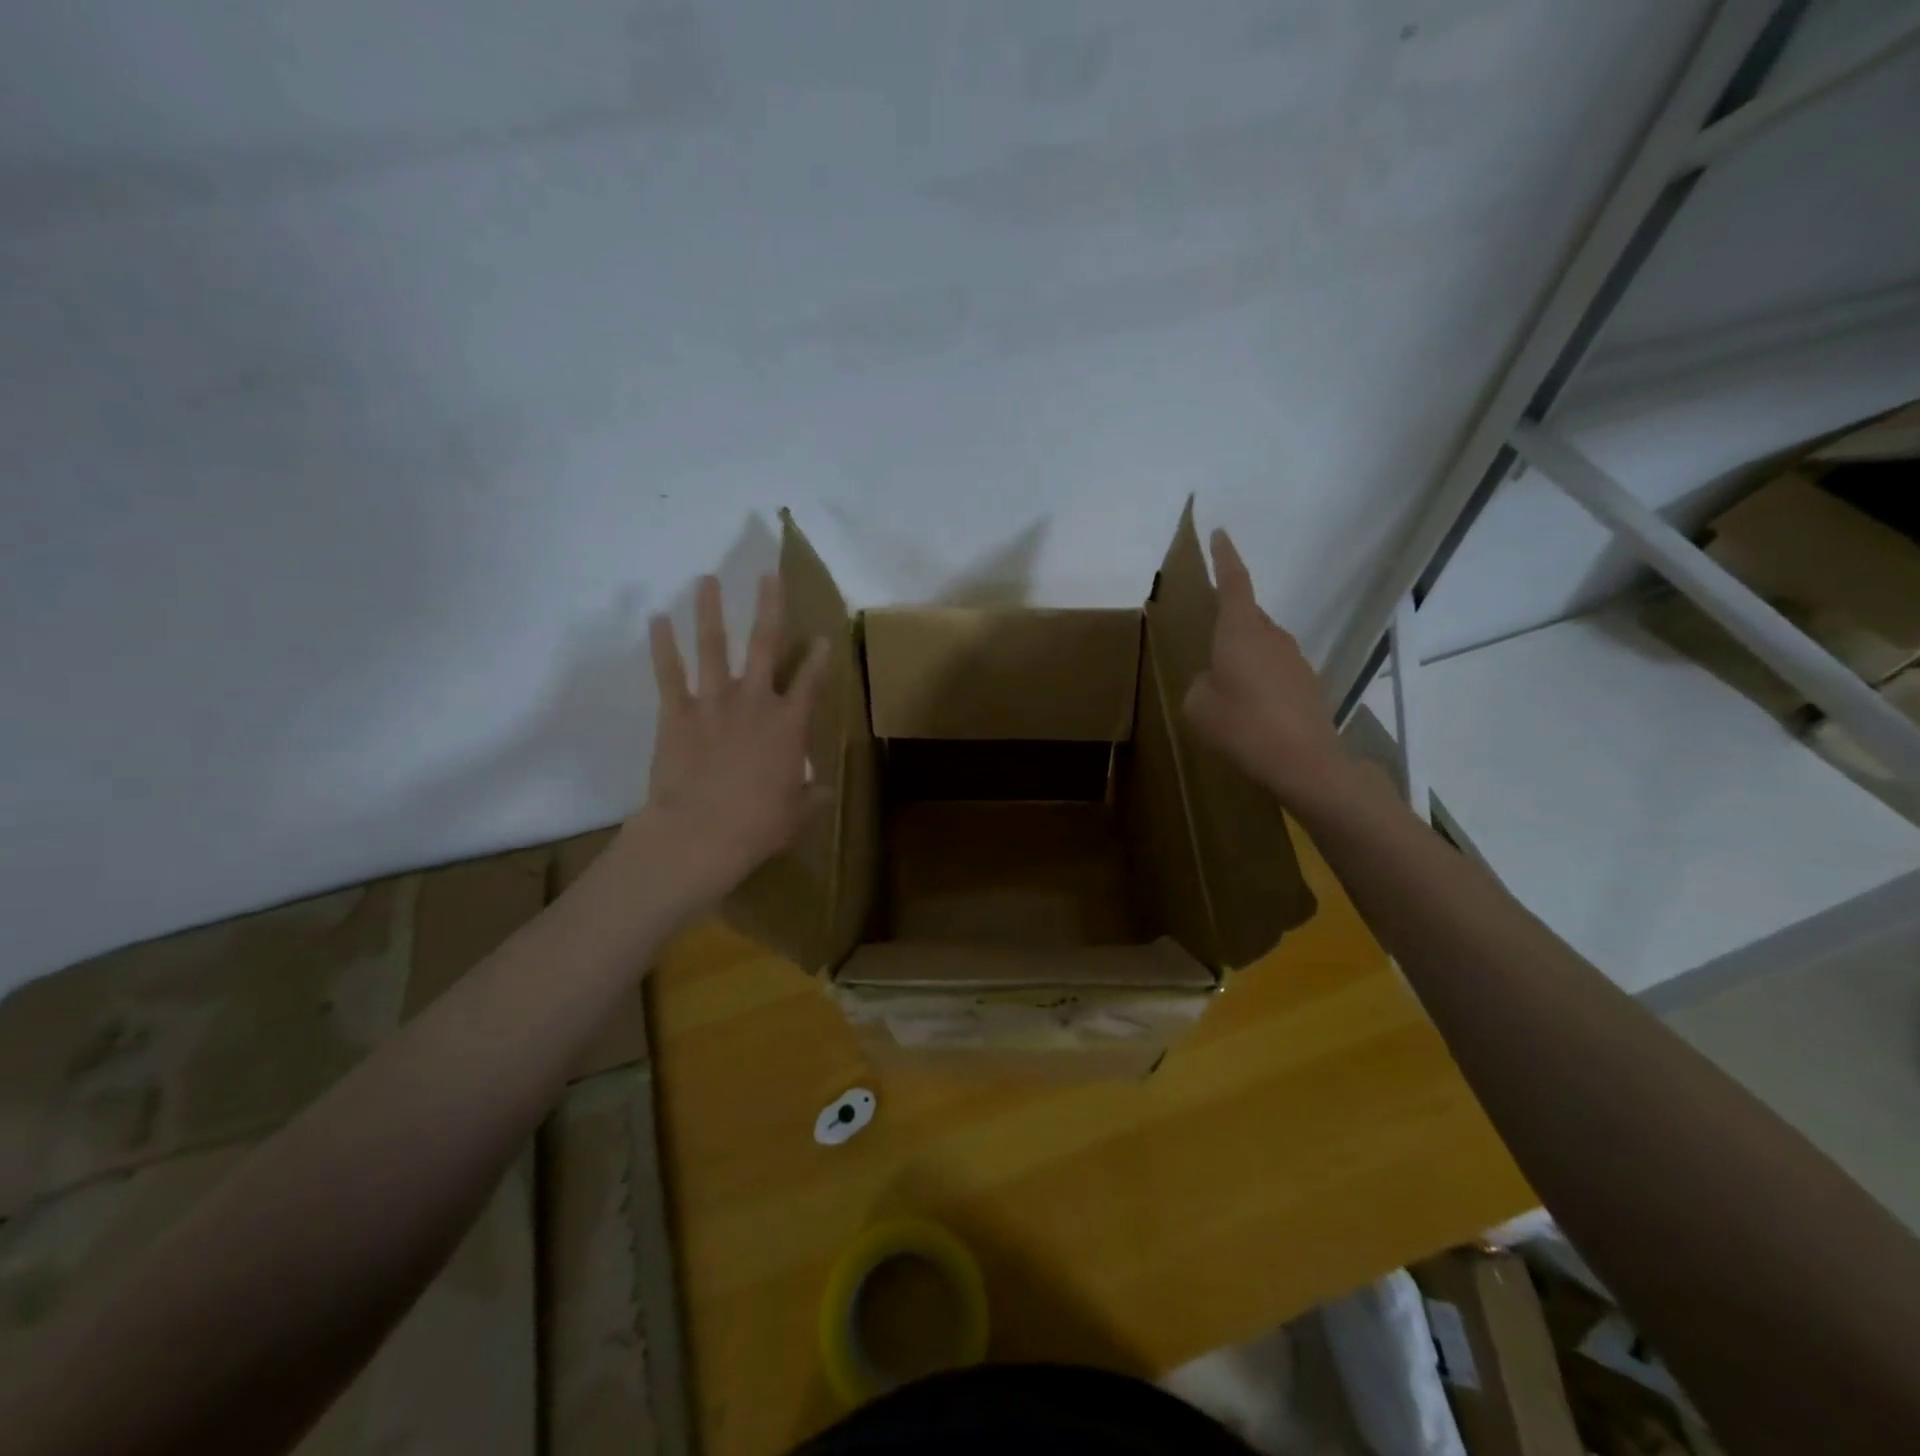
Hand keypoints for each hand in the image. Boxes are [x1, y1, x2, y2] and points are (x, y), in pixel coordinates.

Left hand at [629, 573, 829, 910]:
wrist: (700, 834)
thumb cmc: (757, 826)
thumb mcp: (796, 813)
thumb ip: (812, 796)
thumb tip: (824, 791)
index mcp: (789, 724)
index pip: (810, 681)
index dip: (819, 658)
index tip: (823, 638)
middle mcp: (754, 701)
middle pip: (764, 644)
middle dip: (769, 607)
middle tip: (768, 576)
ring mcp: (713, 702)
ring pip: (713, 646)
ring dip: (710, 610)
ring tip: (707, 579)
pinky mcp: (677, 713)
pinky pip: (668, 673)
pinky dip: (662, 646)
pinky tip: (656, 619)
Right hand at [1182, 528, 1350, 809]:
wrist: (1304, 763)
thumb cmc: (1242, 726)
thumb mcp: (1198, 707)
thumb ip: (1201, 685)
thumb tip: (1215, 681)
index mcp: (1241, 632)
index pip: (1234, 583)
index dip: (1226, 557)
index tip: (1221, 534)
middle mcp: (1272, 637)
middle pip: (1249, 617)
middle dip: (1230, 624)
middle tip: (1210, 644)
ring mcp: (1295, 660)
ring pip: (1262, 646)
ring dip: (1244, 658)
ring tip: (1227, 690)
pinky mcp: (1308, 685)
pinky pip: (1275, 671)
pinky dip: (1260, 681)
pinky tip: (1251, 712)